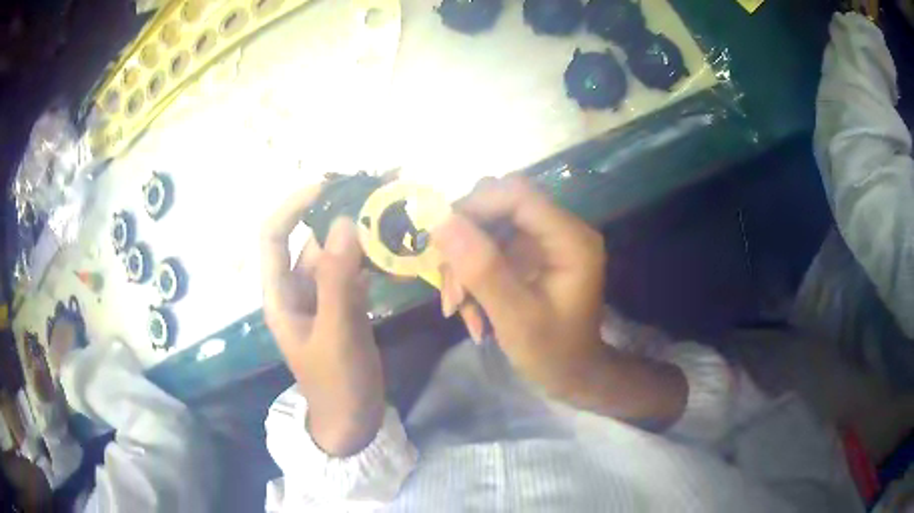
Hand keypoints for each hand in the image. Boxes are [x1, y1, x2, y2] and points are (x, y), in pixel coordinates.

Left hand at [261, 186, 383, 456]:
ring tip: (392, 207)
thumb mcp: (336, 334)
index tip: (328, 185)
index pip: (273, 235)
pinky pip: (354, 270)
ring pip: (337, 252)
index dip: (293, 205)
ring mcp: (323, 296)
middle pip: (311, 238)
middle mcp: (297, 288)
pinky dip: (370, 255)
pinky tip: (393, 243)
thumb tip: (344, 222)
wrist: (352, 420)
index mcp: (280, 294)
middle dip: (339, 211)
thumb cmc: (336, 384)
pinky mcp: (345, 305)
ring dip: (359, 230)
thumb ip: (338, 280)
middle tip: (378, 188)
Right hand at [432, 176, 607, 397]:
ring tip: (458, 307)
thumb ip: (483, 270)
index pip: (518, 195)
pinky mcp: (527, 253)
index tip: (442, 240)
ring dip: (464, 263)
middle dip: (465, 241)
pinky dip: (470, 274)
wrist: (572, 373)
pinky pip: (488, 247)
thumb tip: (443, 222)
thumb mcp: (516, 318)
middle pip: (499, 205)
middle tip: (450, 286)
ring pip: (487, 226)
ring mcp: (541, 240)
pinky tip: (468, 308)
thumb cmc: (553, 353)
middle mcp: (558, 229)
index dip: (476, 207)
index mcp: (570, 239)